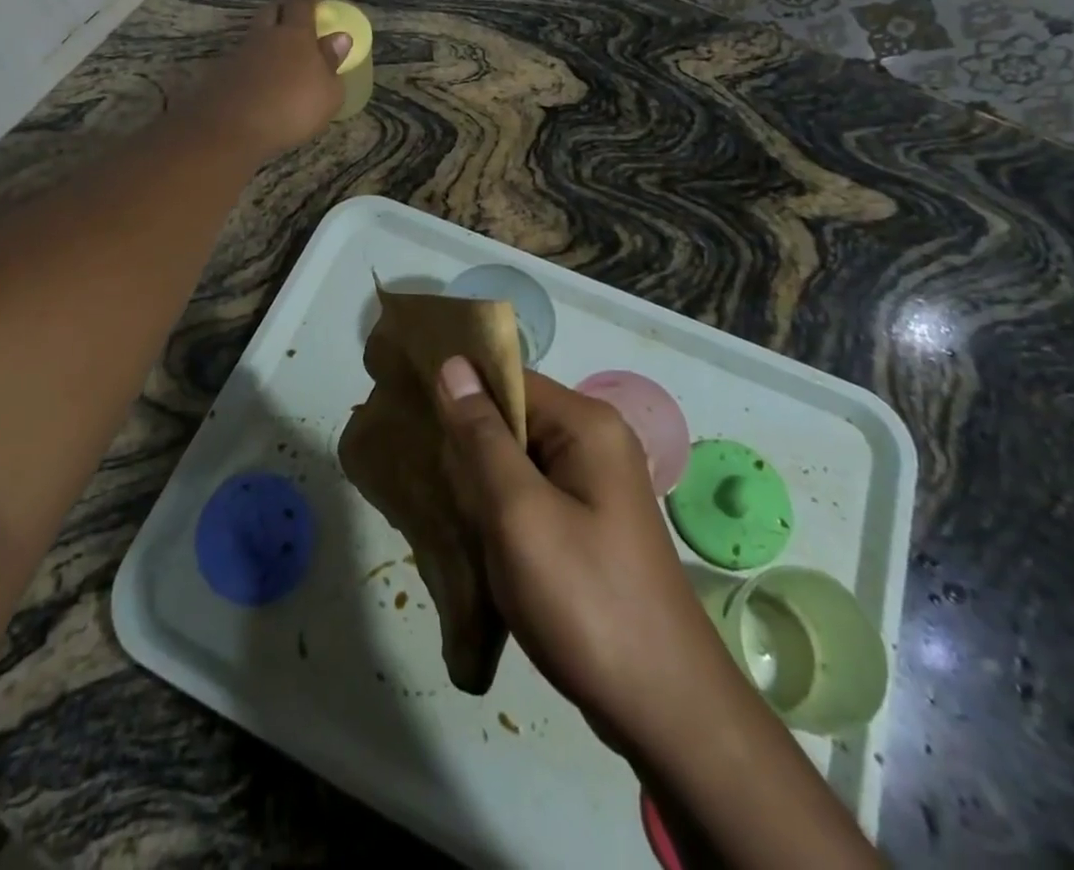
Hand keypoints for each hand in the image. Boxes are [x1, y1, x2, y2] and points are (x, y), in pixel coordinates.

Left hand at [189, 0, 350, 159]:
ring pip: (254, 33)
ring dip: (266, 34)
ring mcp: (240, 53)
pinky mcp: (222, 73)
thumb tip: (339, 38)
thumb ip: (332, 63)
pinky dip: (253, 60)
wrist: (232, 128)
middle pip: (272, 10)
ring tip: (276, 46)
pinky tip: (258, 75)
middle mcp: (265, 36)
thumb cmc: (292, 109)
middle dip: (283, 7)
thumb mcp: (328, 93)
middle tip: (292, 12)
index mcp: (295, 35)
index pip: (301, 4)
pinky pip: (242, 57)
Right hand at [431, 358, 737, 753]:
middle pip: (514, 419)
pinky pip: (533, 495)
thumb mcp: (519, 512)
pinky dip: (501, 509)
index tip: (410, 414)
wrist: (662, 709)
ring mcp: (597, 486)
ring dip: (480, 482)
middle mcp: (596, 442)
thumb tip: (453, 364)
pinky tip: (473, 536)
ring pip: (519, 461)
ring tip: (439, 505)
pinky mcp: (591, 524)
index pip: (509, 380)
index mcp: (587, 424)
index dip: (460, 393)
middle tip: (422, 473)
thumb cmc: (584, 599)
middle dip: (467, 444)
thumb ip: (482, 436)